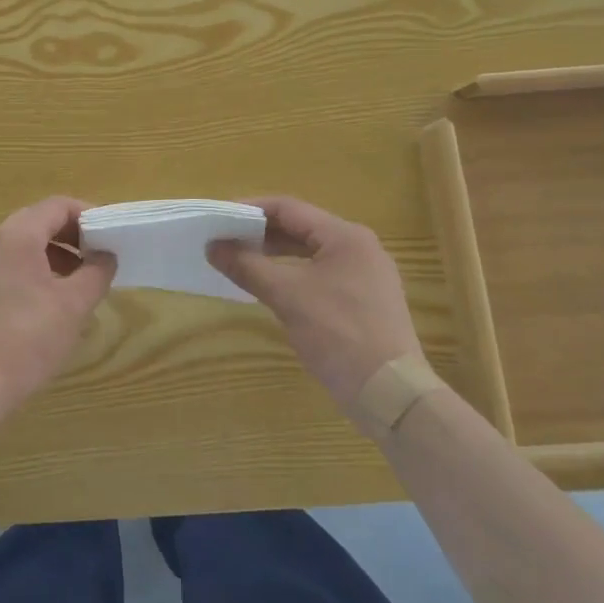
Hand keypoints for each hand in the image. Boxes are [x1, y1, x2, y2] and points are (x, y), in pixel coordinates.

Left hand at [0, 197, 117, 423]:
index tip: (112, 236)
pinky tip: (51, 303)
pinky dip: (34, 271)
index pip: (57, 206)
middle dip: (72, 236)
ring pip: (23, 246)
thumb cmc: (26, 339)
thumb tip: (106, 255)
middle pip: (38, 221)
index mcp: (16, 235)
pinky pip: (9, 266)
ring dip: (55, 255)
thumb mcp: (73, 305)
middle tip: (100, 258)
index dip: (88, 215)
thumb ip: (96, 273)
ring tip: (80, 283)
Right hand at [208, 196, 422, 411]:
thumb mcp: (287, 296)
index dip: (250, 209)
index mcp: (345, 236)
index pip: (289, 208)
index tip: (219, 218)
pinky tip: (270, 287)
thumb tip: (212, 246)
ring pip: (310, 253)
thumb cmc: (339, 334)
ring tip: (240, 261)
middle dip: (260, 233)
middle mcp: (359, 248)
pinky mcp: (364, 301)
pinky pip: (320, 275)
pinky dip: (292, 274)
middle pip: (300, 228)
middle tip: (224, 240)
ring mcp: (365, 276)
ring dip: (275, 255)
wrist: (391, 394)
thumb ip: (247, 266)